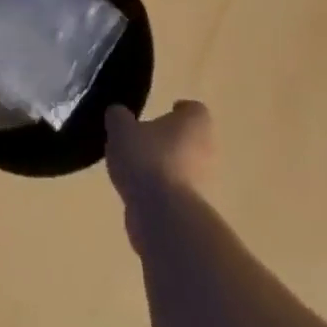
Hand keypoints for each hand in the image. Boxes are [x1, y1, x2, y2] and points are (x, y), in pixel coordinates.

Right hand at [105, 101, 215, 223]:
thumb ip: (118, 117)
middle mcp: (208, 150)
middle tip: (144, 139)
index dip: (179, 110)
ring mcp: (206, 183)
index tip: (164, 111)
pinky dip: (162, 190)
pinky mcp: (196, 210)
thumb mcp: (120, 128)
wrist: (164, 216)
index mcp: (195, 123)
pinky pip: (177, 192)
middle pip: (191, 139)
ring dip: (166, 166)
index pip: (193, 110)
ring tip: (136, 168)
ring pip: (185, 167)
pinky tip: (139, 191)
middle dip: (170, 140)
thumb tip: (119, 115)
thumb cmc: (147, 159)